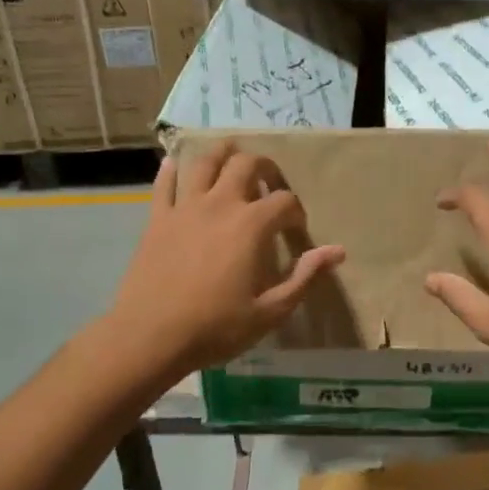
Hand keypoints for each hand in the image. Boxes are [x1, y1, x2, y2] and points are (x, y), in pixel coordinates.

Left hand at [104, 142, 344, 381]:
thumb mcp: (270, 311)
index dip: (295, 211)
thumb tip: (337, 251)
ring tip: (231, 157)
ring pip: (205, 162)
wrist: (150, 336)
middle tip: (269, 184)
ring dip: (222, 153)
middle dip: (264, 168)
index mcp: (251, 225)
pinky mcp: (157, 218)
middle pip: (246, 164)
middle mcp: (220, 204)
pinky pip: (164, 183)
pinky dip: (172, 170)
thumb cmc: (216, 327)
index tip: (295, 229)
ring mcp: (185, 207)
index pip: (284, 200)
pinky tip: (176, 164)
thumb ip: (304, 276)